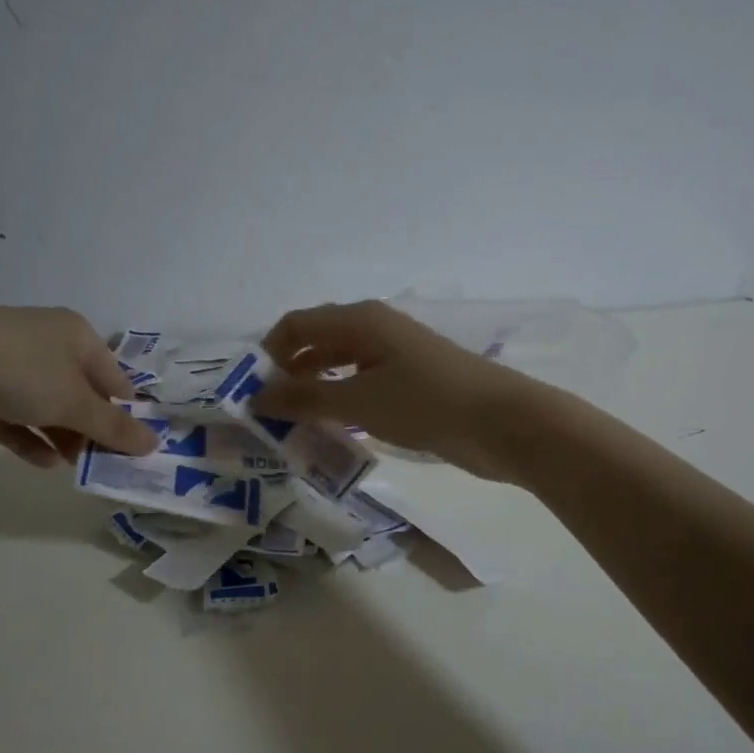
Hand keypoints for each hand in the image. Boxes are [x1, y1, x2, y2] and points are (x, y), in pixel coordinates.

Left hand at [0, 303, 158, 467]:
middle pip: (79, 391)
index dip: (125, 410)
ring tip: (75, 468)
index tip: (132, 446)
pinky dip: (29, 437)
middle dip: (91, 428)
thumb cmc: (23, 370)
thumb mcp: (75, 402)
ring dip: (62, 435)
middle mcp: (45, 343)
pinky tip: (44, 463)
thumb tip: (154, 445)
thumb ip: (113, 427)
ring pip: (45, 405)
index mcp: (76, 335)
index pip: (113, 376)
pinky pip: (13, 416)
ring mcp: (7, 364)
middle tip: (103, 463)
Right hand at [252, 300, 539, 480]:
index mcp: (359, 319)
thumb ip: (305, 397)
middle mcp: (373, 330)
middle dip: (288, 376)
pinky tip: (331, 433)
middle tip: (267, 417)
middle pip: (316, 344)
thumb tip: (256, 397)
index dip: (268, 354)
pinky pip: (360, 389)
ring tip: (292, 429)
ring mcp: (393, 357)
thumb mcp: (357, 401)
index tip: (250, 393)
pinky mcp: (408, 384)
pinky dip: (340, 406)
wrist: (503, 424)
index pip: (296, 325)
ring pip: (338, 368)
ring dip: (313, 394)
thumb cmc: (425, 402)